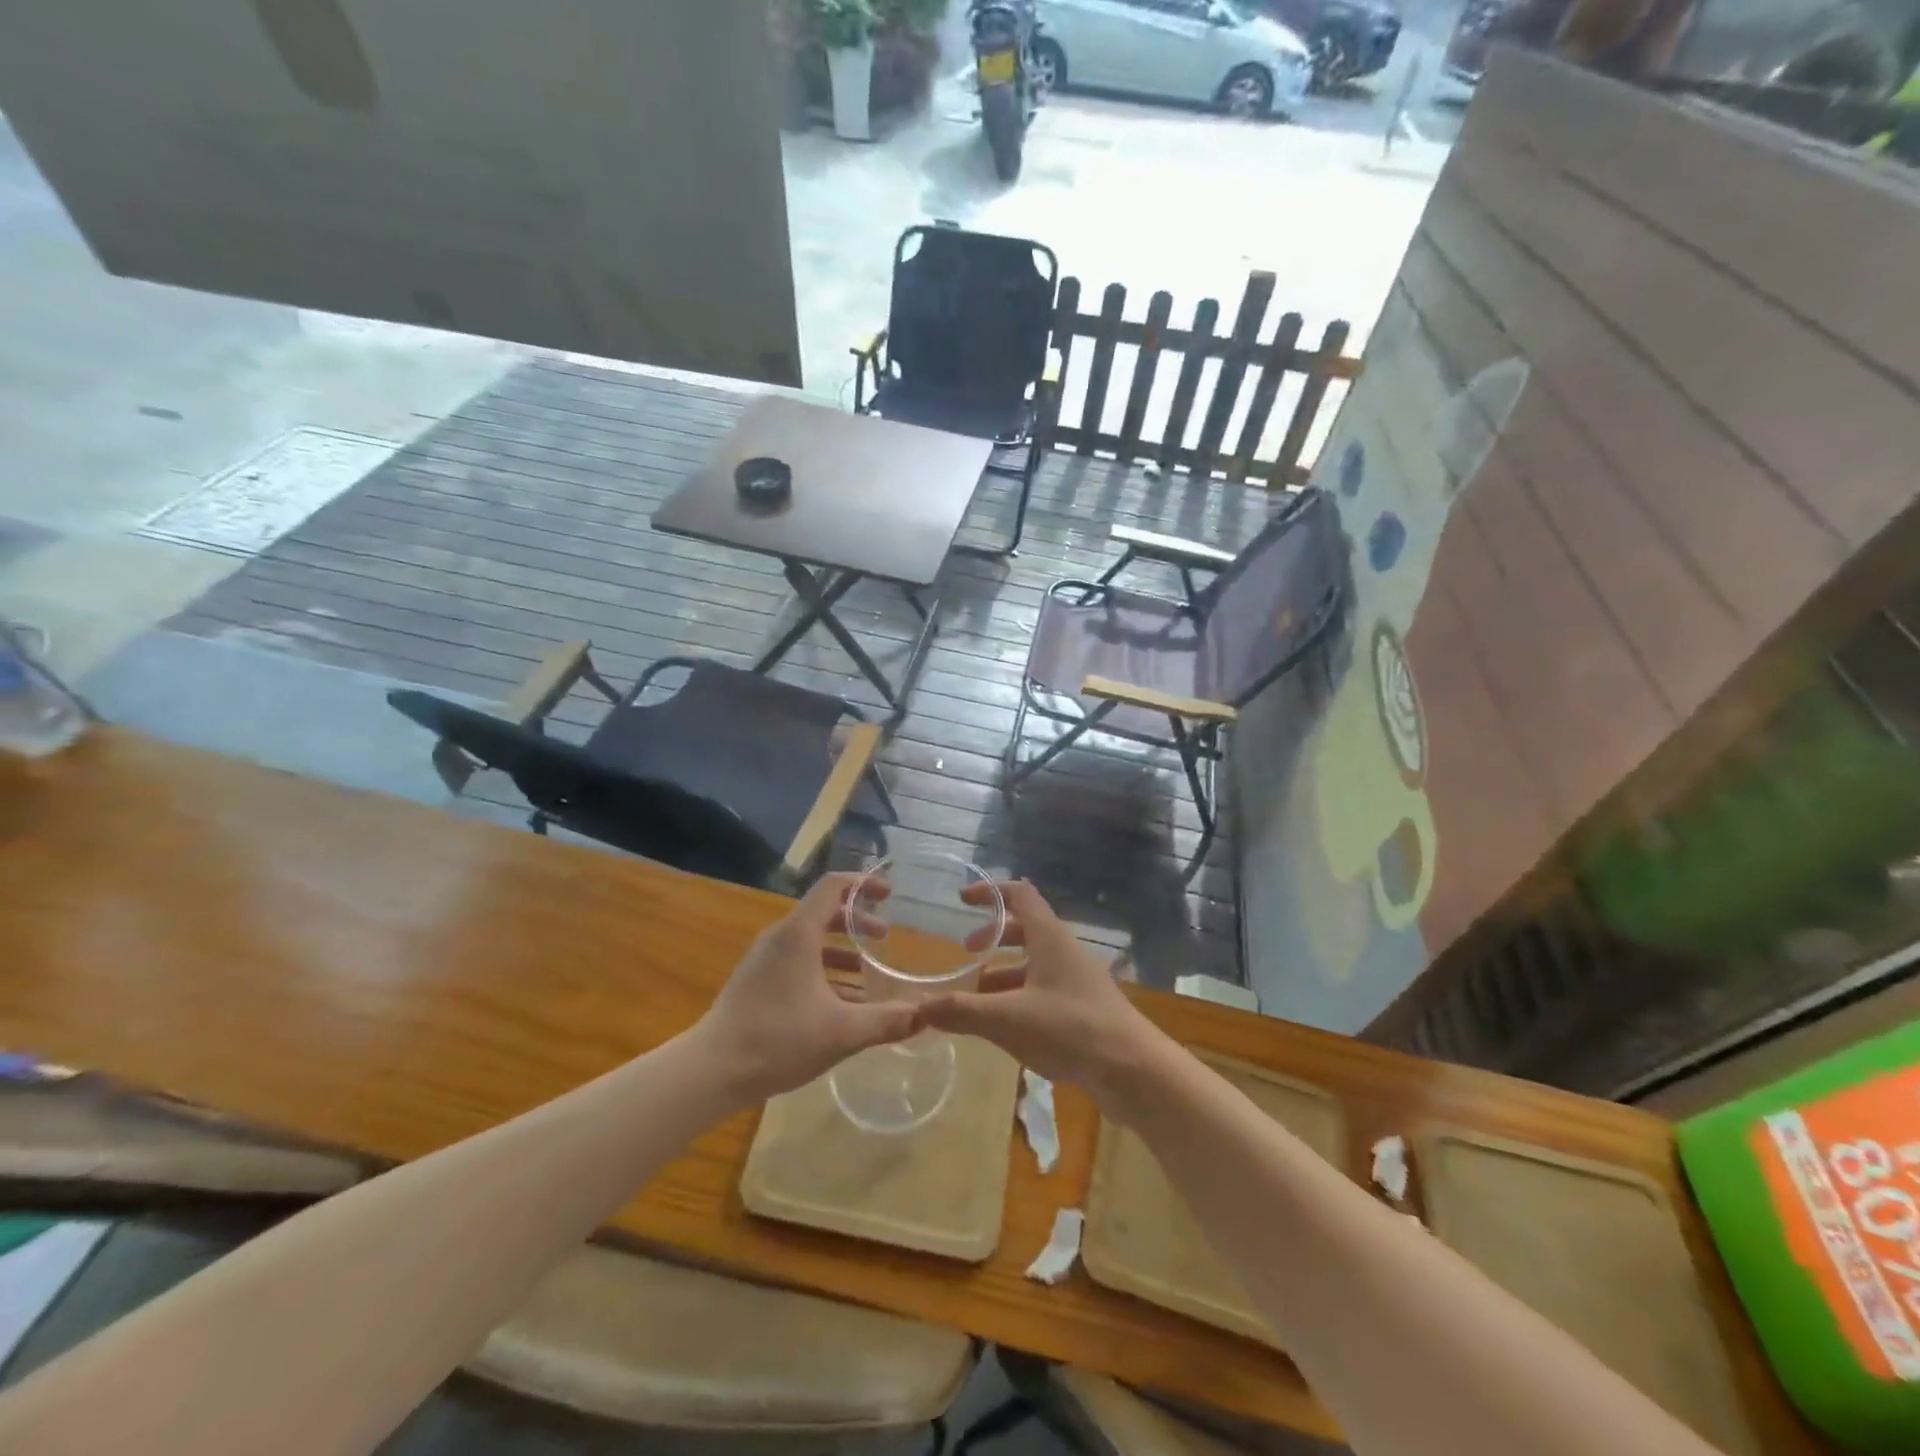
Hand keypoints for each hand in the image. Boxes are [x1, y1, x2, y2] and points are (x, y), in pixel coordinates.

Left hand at [696, 874, 916, 1105]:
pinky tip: (840, 1002)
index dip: (863, 883)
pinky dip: (823, 969)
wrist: (711, 1070)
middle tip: (886, 936)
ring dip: (842, 949)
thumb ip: (886, 1020)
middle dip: (858, 921)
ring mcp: (764, 960)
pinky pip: (797, 961)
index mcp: (799, 934)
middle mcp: (780, 938)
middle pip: (824, 912)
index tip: (889, 893)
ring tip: (868, 971)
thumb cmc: (778, 1040)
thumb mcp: (841, 1032)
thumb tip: (925, 1014)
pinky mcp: (756, 981)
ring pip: (810, 940)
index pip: (833, 887)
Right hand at [915, 880, 1163, 1107]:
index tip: (962, 899)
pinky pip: (1046, 989)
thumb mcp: (1007, 1020)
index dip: (990, 892)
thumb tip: (916, 1009)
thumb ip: (961, 1012)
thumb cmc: (1070, 1029)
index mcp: (1050, 938)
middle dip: (994, 936)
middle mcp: (1065, 951)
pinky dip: (1021, 996)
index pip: (1020, 895)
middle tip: (965, 951)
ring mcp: (1079, 980)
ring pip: (1035, 963)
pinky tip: (1006, 1025)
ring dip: (1005, 971)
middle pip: (1026, 928)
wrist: (1133, 1070)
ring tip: (976, 995)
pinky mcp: (1085, 1008)